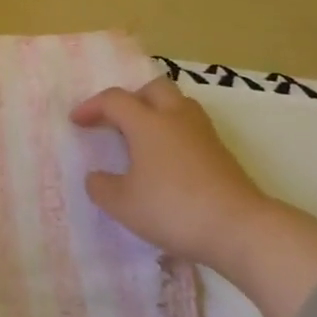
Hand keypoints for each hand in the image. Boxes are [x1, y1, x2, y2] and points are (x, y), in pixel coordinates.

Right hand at [71, 76, 316, 316]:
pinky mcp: (221, 153)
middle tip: (117, 121)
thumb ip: (101, 187)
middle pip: (153, 89)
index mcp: (147, 123)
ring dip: (157, 112)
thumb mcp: (123, 204)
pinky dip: (174, 133)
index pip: (115, 100)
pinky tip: (167, 161)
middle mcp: (176, 118)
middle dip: (131, 98)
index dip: (92, 107)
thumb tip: (98, 177)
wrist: (239, 228)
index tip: (77, 122)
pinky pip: (191, 128)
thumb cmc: (173, 209)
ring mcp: (203, 134)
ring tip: (143, 139)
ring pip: (178, 104)